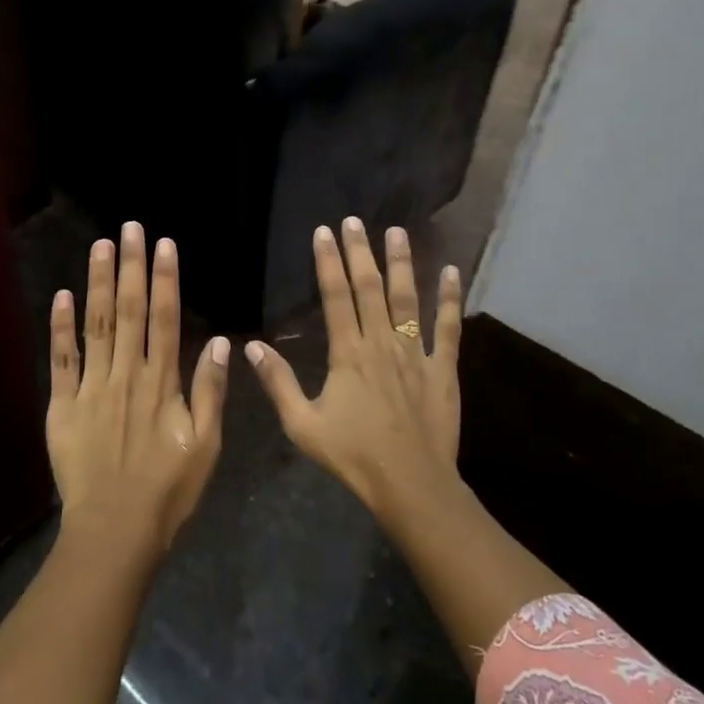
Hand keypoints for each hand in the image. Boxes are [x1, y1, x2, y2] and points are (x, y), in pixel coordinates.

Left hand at [47, 221, 228, 556]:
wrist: (115, 532)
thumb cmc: (168, 491)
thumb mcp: (206, 446)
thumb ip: (210, 392)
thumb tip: (218, 343)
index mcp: (161, 383)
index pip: (164, 318)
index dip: (165, 279)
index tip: (165, 245)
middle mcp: (126, 375)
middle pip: (128, 311)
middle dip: (131, 266)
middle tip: (130, 227)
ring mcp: (91, 388)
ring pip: (96, 326)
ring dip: (98, 283)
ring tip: (101, 246)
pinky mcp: (63, 407)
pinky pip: (61, 361)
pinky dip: (61, 328)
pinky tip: (62, 296)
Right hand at [247, 218, 462, 516]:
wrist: (410, 484)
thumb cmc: (353, 456)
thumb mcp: (302, 424)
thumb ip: (278, 382)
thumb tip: (250, 347)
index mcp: (348, 354)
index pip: (336, 297)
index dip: (329, 262)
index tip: (324, 232)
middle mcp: (382, 343)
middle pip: (370, 288)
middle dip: (360, 251)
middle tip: (355, 220)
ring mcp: (416, 354)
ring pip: (408, 299)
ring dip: (402, 263)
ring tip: (398, 232)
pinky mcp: (443, 369)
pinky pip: (449, 328)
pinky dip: (451, 299)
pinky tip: (453, 272)